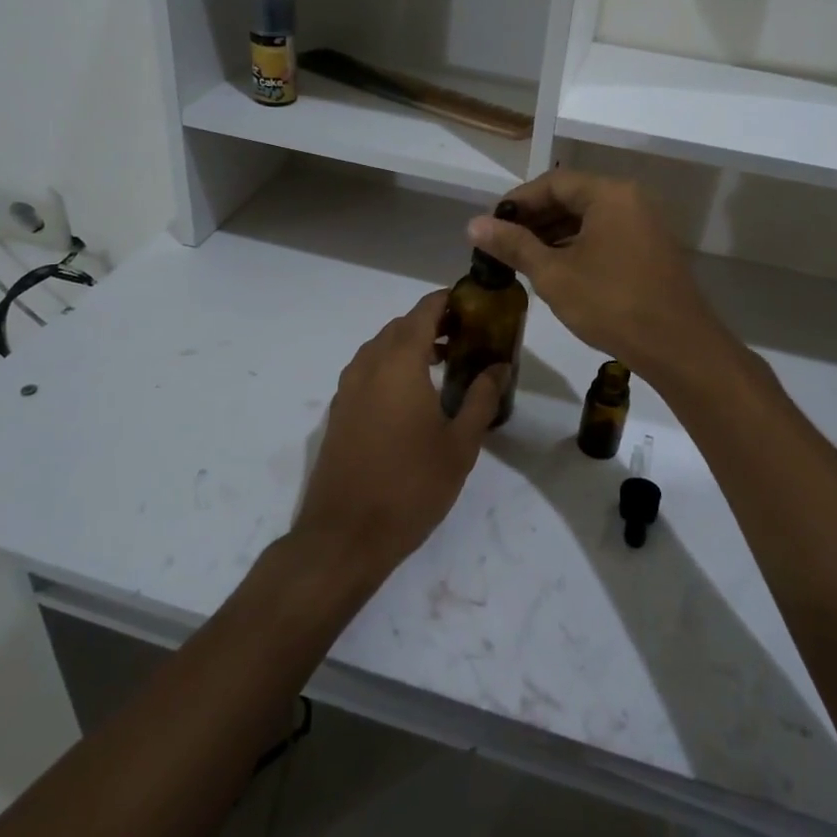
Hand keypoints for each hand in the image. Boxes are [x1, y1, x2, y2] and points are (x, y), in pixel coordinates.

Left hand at [290, 290, 503, 587]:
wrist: (345, 535)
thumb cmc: (411, 486)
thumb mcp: (459, 445)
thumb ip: (480, 399)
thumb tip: (498, 367)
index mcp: (399, 364)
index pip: (422, 312)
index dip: (446, 301)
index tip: (471, 304)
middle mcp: (368, 366)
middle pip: (399, 327)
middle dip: (430, 323)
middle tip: (463, 337)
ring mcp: (347, 389)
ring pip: (379, 348)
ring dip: (408, 345)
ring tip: (441, 364)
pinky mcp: (338, 412)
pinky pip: (366, 371)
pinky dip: (389, 366)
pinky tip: (410, 396)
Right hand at [466, 170, 725, 381]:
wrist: (677, 346)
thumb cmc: (611, 304)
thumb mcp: (554, 274)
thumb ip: (514, 245)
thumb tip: (473, 224)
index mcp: (609, 194)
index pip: (553, 183)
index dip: (517, 202)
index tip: (490, 224)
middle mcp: (630, 200)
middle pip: (572, 198)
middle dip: (534, 219)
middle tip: (501, 244)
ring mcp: (644, 225)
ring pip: (589, 219)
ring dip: (554, 235)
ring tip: (521, 259)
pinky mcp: (650, 250)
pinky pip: (606, 236)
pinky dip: (577, 247)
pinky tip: (555, 270)